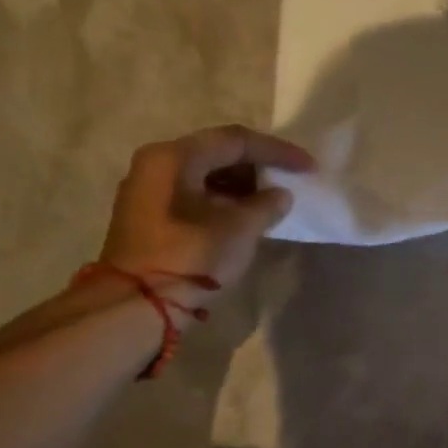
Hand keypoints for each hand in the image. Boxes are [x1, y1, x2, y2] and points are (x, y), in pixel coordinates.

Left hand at [97, 126, 312, 303]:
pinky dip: (225, 199)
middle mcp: (157, 163)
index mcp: (175, 157)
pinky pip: (196, 193)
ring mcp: (149, 189)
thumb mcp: (239, 230)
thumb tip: (280, 195)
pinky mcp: (150, 215)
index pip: (236, 141)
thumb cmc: (191, 258)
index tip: (309, 167)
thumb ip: (267, 205)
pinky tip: (249, 214)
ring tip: (275, 199)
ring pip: (206, 174)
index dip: (278, 152)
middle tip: (292, 179)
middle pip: (218, 152)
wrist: (137, 306)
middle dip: (259, 165)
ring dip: (243, 184)